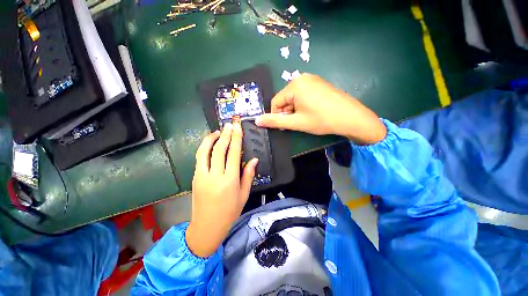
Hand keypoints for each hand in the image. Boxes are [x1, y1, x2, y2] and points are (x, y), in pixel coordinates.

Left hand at [185, 122, 258, 257]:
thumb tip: (254, 159)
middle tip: (229, 124)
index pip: (233, 153)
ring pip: (204, 151)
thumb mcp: (243, 196)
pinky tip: (209, 146)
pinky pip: (199, 159)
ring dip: (210, 138)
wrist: (207, 225)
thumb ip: (248, 176)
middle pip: (219, 149)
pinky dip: (204, 149)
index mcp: (230, 181)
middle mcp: (215, 175)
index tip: (237, 127)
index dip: (236, 138)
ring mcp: (202, 176)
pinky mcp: (195, 177)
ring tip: (217, 132)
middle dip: (225, 134)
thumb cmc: (229, 213)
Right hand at [255, 73, 386, 144]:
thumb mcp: (298, 122)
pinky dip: (305, 102)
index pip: (276, 101)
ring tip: (309, 117)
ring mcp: (312, 78)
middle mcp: (301, 77)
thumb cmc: (323, 119)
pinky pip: (305, 92)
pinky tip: (315, 110)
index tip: (287, 126)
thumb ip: (276, 121)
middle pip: (286, 97)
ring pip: (295, 95)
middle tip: (300, 123)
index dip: (278, 116)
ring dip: (297, 107)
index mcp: (294, 85)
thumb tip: (256, 121)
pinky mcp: (320, 81)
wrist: (351, 116)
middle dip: (289, 111)